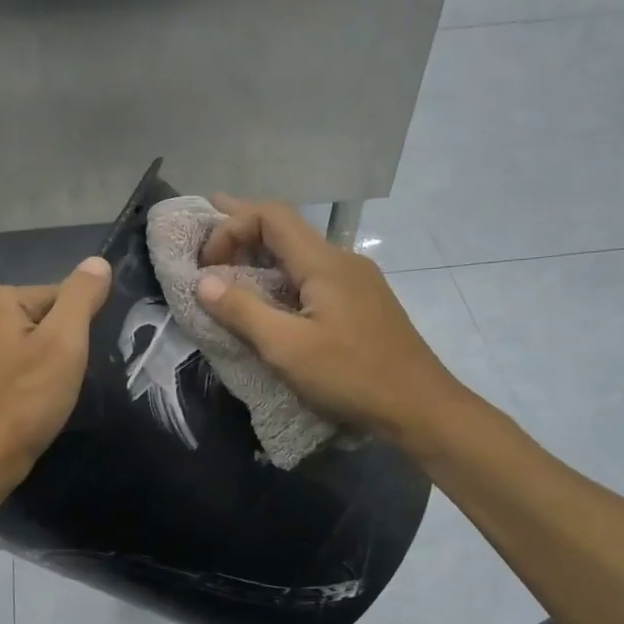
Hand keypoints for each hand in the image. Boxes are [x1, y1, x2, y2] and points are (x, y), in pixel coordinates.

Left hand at [0, 257, 112, 496]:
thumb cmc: (24, 401)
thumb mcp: (64, 344)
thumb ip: (82, 297)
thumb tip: (97, 262)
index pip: (59, 297)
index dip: (77, 331)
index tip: (75, 363)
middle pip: (41, 320)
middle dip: (59, 348)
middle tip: (62, 383)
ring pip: (25, 346)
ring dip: (42, 367)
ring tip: (46, 397)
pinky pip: (7, 367)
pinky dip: (22, 382)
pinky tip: (26, 405)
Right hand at [197, 196, 468, 448]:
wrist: (419, 407)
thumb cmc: (352, 376)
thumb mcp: (288, 348)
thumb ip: (243, 311)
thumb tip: (204, 281)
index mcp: (324, 262)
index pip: (271, 216)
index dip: (231, 227)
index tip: (206, 265)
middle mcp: (342, 260)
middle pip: (285, 228)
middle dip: (242, 225)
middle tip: (206, 221)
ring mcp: (355, 281)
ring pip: (299, 253)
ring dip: (261, 253)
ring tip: (228, 260)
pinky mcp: (360, 303)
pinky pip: (312, 276)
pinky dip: (281, 275)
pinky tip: (269, 294)